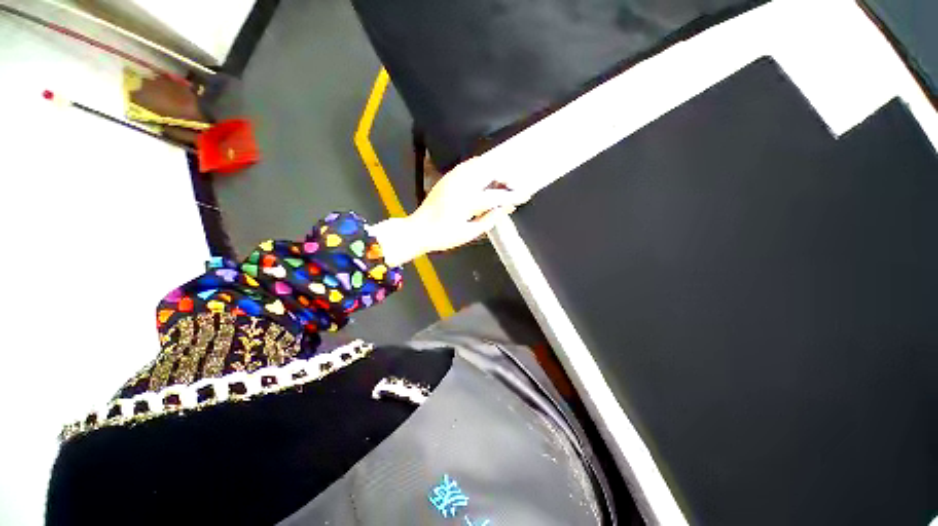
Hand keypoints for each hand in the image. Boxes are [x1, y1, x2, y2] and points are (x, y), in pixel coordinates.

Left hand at [369, 157, 528, 265]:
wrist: (418, 229)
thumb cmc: (443, 236)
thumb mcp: (468, 234)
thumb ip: (489, 220)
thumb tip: (505, 208)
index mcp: (466, 201)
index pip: (496, 195)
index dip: (513, 195)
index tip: (526, 195)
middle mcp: (460, 184)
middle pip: (489, 170)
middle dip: (506, 176)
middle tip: (514, 186)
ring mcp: (452, 178)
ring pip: (479, 163)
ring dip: (494, 170)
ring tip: (502, 182)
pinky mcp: (448, 177)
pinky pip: (469, 165)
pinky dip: (482, 168)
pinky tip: (485, 178)